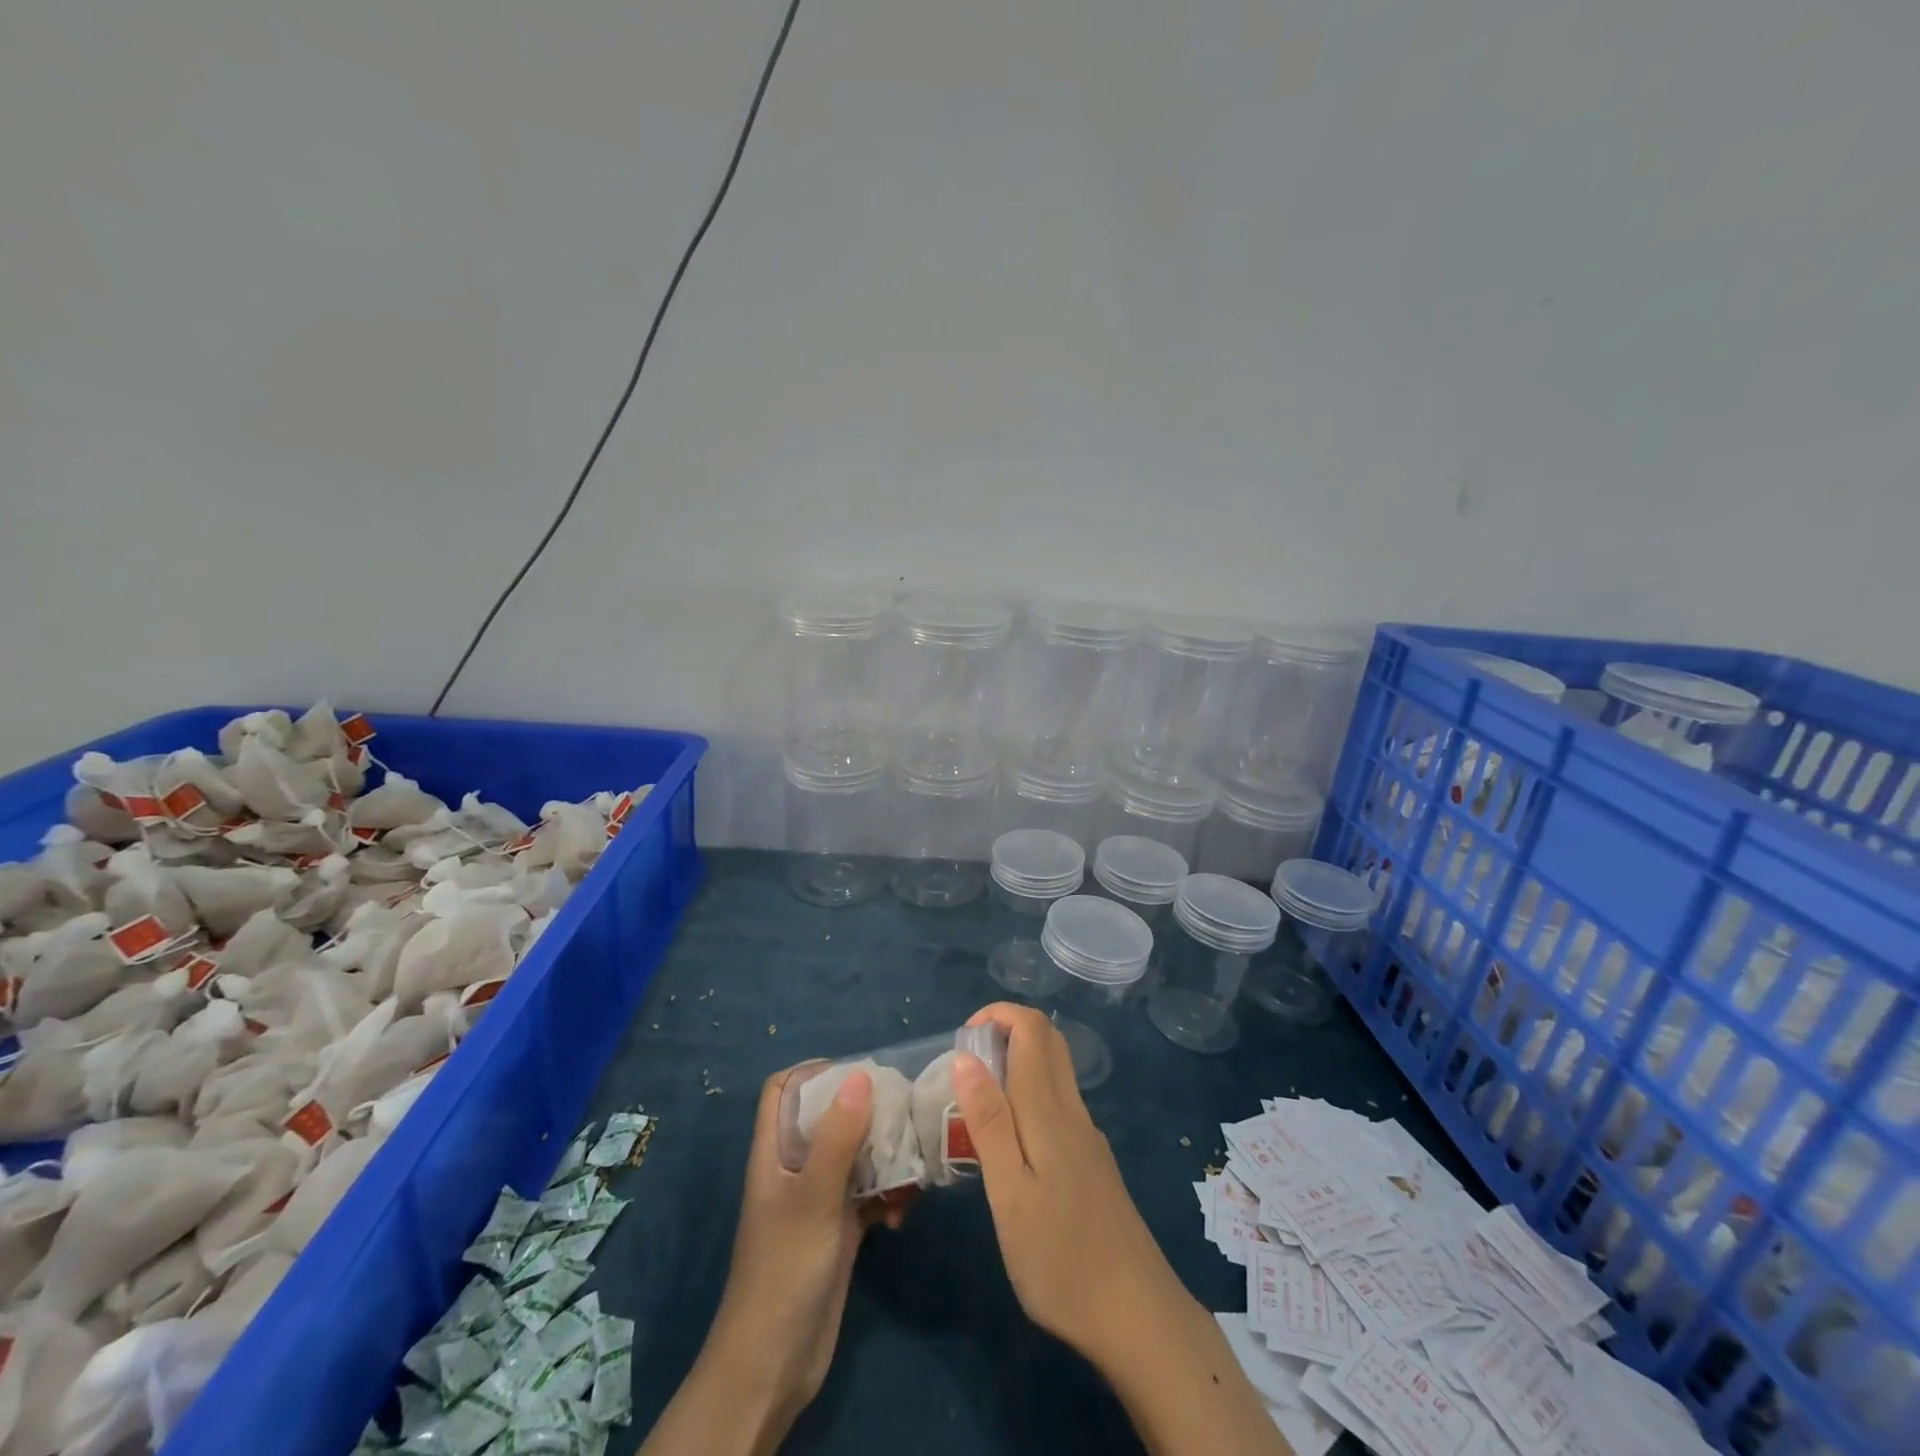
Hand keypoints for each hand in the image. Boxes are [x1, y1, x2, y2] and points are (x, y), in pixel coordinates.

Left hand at [641, 1062, 904, 1455]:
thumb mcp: (813, 1198)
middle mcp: (795, 1168)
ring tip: (913, 1161)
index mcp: (775, 1152)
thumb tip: (861, 1074)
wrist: (775, 1366)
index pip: (783, 1090)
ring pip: (854, 1155)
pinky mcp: (839, 1229)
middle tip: (902, 1108)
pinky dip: (888, 1194)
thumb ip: (838, 1138)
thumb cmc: (785, 1270)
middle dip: (864, 1109)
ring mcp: (818, 1199)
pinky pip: (868, 1193)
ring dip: (884, 1155)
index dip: (812, 1072)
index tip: (856, 1071)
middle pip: (827, 1117)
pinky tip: (905, 1212)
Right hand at [954, 1005, 1289, 1455]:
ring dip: (1016, 1063)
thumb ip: (988, 1121)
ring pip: (1055, 1071)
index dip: (997, 1014)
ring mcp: (1087, 1136)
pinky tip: (1011, 1145)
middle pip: (1048, 1040)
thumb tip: (965, 1056)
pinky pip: (1060, 1102)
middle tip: (966, 1068)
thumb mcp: (1010, 1194)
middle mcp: (1072, 1111)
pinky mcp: (1093, 1162)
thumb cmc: (1061, 1259)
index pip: (1031, 1028)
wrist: (1138, 1317)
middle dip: (1006, 1031)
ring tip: (978, 1107)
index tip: (962, 1040)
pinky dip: (1030, 1094)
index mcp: (1049, 1111)